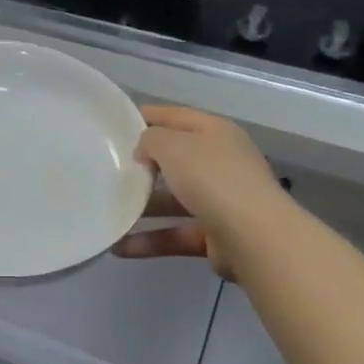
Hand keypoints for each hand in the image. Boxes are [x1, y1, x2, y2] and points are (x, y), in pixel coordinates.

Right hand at [114, 107, 290, 280]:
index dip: (146, 116)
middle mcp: (221, 163)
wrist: (255, 238)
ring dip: (142, 206)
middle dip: (143, 164)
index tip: (114, 124)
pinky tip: (119, 246)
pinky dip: (150, 240)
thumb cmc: (212, 178)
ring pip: (173, 199)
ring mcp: (221, 201)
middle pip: (175, 159)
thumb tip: (144, 152)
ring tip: (108, 209)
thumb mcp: (172, 146)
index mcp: (215, 133)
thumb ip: (150, 140)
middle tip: (108, 167)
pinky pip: (176, 233)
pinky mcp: (216, 236)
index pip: (176, 117)